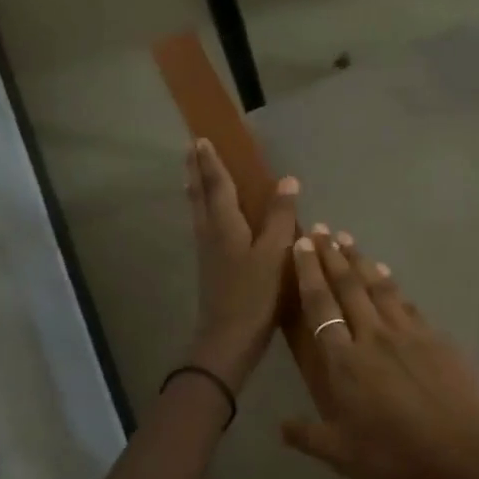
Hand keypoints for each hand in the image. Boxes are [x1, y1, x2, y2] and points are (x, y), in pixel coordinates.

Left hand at [185, 139, 298, 389]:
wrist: (228, 340)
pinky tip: (210, 215)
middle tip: (191, 149)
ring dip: (196, 188)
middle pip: (200, 194)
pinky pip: (203, 224)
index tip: (202, 138)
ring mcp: (207, 251)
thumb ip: (280, 217)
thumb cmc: (254, 295)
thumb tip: (287, 180)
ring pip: (198, 210)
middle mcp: (210, 233)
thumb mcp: (274, 254)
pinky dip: (203, 208)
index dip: (212, 162)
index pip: (217, 184)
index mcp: (225, 225)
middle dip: (197, 170)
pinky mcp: (211, 266)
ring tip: (193, 173)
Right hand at [281, 228, 478, 478]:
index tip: (301, 244)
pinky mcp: (435, 335)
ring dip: (360, 261)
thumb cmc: (398, 455)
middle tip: (321, 229)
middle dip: (331, 255)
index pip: (320, 306)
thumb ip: (308, 436)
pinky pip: (406, 301)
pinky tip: (386, 274)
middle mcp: (372, 336)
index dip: (308, 273)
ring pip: (378, 286)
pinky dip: (392, 283)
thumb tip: (281, 426)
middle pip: (348, 286)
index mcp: (344, 362)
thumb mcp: (344, 455)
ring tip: (347, 239)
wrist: (466, 449)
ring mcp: (407, 332)